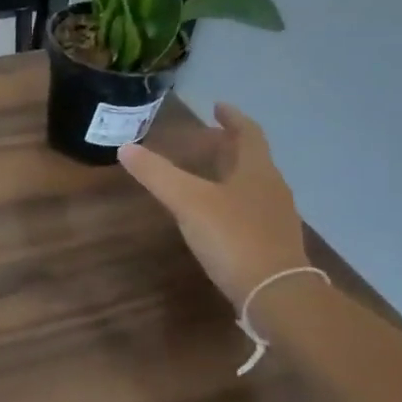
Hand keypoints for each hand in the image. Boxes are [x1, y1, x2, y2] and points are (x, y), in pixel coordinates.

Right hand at [119, 105, 311, 309]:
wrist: (275, 294)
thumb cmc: (233, 238)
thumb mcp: (188, 202)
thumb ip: (157, 175)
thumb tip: (126, 148)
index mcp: (256, 170)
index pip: (248, 133)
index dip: (232, 118)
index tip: (217, 107)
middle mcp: (272, 187)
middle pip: (251, 158)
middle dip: (228, 145)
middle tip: (203, 139)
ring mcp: (275, 216)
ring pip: (252, 183)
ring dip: (230, 173)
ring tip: (206, 174)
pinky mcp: (272, 242)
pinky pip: (251, 208)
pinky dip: (232, 199)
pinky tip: (215, 214)